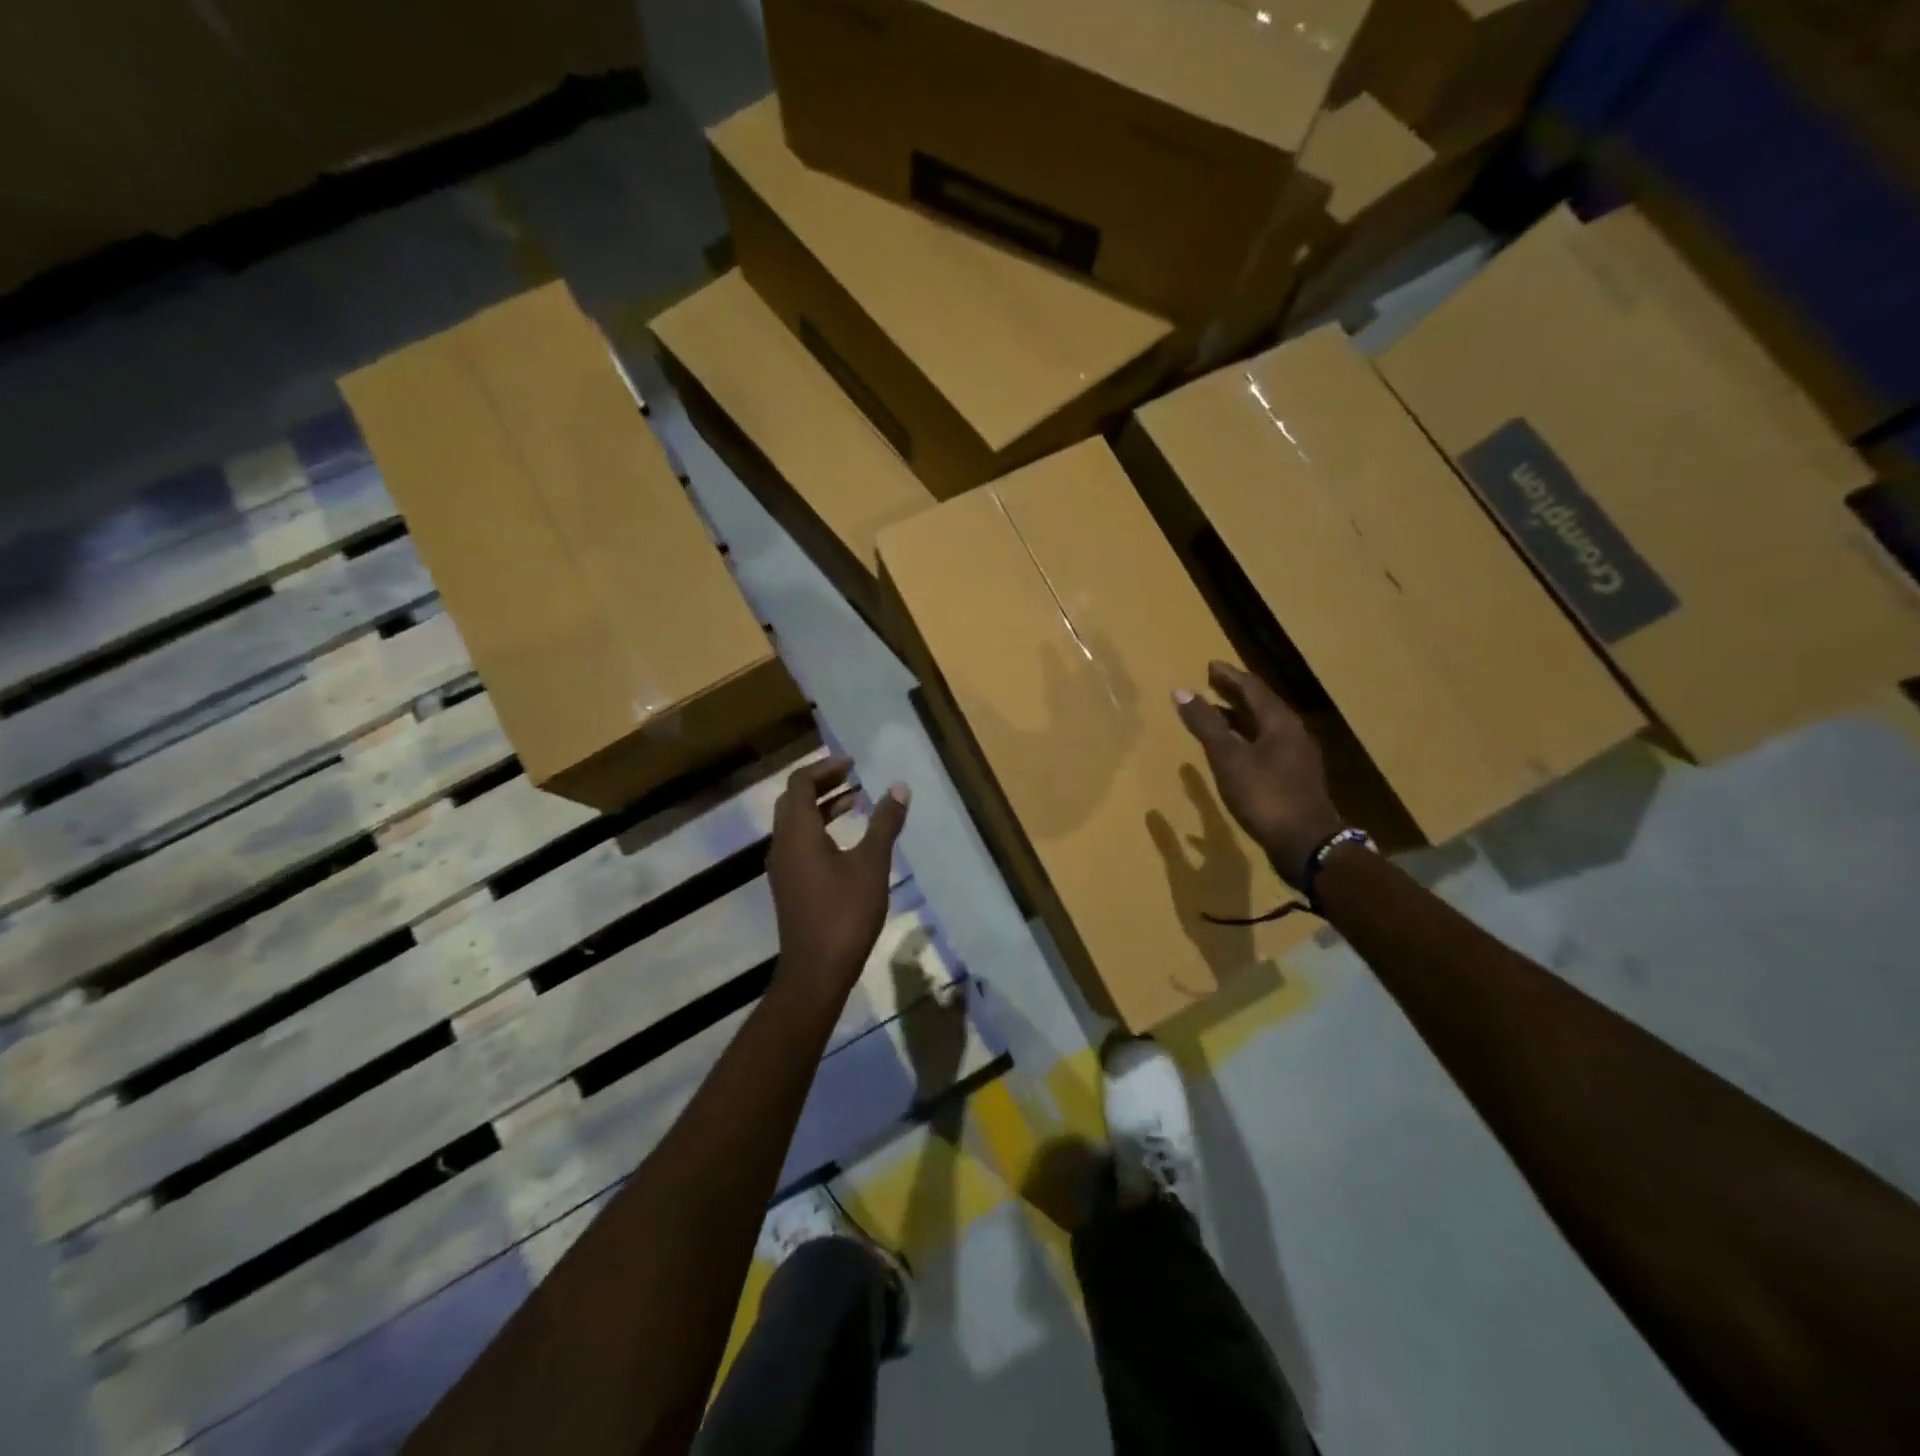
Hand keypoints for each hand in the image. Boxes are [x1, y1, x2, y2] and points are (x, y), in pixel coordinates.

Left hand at [767, 756, 909, 1000]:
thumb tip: (899, 788)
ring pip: (795, 823)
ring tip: (855, 801)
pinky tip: (845, 839)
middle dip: (822, 784)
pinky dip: (819, 829)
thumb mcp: (872, 864)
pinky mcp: (788, 885)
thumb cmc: (845, 912)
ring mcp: (782, 867)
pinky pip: (798, 842)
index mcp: (798, 832)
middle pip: (793, 800)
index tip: (852, 764)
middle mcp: (782, 844)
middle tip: (853, 777)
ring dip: (821, 807)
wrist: (816, 970)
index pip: (800, 784)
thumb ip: (885, 823)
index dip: (825, 769)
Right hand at [1174, 660, 1342, 887]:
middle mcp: (1293, 733)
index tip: (1210, 666)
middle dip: (1235, 694)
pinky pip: (1267, 745)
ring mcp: (1297, 756)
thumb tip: (1182, 691)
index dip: (1229, 676)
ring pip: (1264, 726)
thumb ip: (1205, 724)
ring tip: (1215, 714)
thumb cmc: (1264, 794)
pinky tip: (1232, 751)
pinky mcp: (1294, 777)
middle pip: (1261, 705)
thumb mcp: (1228, 757)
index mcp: (1280, 722)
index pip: (1252, 688)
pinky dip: (1246, 738)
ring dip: (1239, 717)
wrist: (1305, 843)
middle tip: (1212, 683)